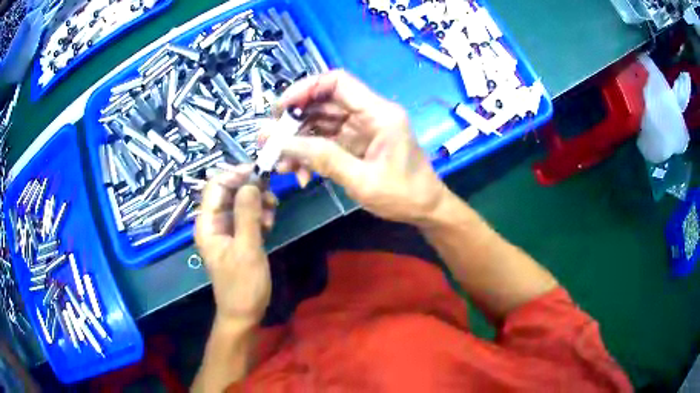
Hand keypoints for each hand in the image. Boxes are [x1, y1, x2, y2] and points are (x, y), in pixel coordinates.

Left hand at [195, 164, 276, 324]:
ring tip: (273, 214)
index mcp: (207, 223)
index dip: (235, 175)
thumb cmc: (243, 284)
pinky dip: (259, 215)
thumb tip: (251, 183)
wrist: (244, 313)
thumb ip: (247, 214)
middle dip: (250, 189)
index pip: (215, 186)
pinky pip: (246, 217)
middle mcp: (213, 223)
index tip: (260, 173)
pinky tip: (270, 224)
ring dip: (257, 203)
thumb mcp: (247, 248)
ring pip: (240, 203)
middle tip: (272, 196)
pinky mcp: (236, 238)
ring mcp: (225, 230)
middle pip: (228, 192)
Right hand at [275, 70, 448, 225]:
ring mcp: (361, 129)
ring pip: (320, 124)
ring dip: (298, 142)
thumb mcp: (361, 179)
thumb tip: (279, 142)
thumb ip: (321, 158)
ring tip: (281, 165)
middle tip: (269, 141)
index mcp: (378, 113)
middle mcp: (368, 114)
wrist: (426, 210)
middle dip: (294, 121)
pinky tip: (300, 174)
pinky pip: (326, 141)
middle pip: (323, 103)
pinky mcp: (356, 144)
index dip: (305, 89)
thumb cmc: (403, 195)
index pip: (337, 82)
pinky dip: (310, 155)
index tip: (280, 109)